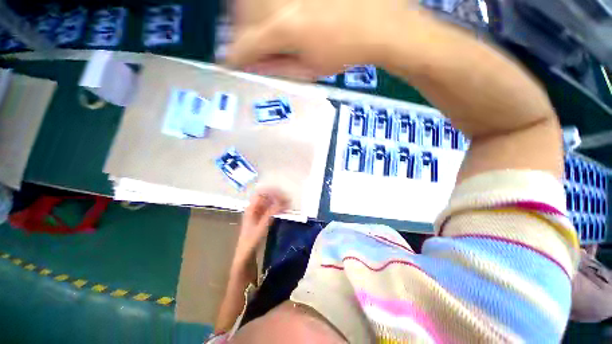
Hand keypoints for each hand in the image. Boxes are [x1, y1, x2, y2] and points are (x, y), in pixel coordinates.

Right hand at [226, 0, 414, 78]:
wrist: (378, 22)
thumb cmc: (344, 53)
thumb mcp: (309, 70)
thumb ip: (277, 68)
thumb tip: (253, 66)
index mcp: (283, 28)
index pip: (243, 45)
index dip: (233, 58)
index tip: (230, 64)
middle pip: (239, 14)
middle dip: (240, 34)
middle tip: (250, 46)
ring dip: (249, 14)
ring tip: (264, 29)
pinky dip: (264, 6)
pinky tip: (277, 14)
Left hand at [234, 187, 289, 264]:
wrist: (246, 255)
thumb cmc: (251, 241)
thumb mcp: (261, 227)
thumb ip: (271, 214)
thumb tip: (282, 202)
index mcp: (251, 208)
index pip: (261, 193)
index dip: (271, 191)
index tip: (282, 193)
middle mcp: (254, 208)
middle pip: (266, 197)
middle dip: (277, 196)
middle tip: (288, 198)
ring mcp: (258, 213)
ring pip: (269, 203)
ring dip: (278, 202)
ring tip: (288, 203)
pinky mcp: (262, 218)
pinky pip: (271, 209)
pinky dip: (278, 208)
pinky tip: (284, 210)